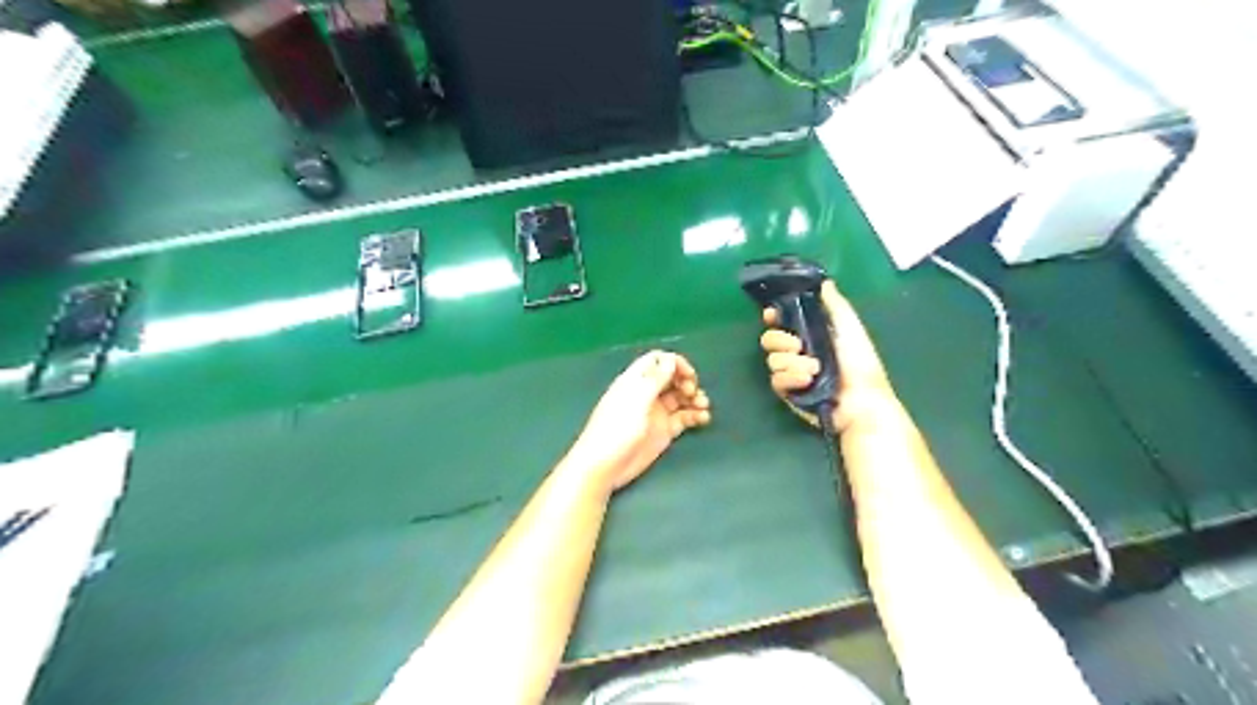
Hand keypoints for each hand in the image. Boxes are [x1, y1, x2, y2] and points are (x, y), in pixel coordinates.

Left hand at [567, 351, 711, 491]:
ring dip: (695, 398)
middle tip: (692, 393)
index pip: (658, 361)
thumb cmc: (617, 429)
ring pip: (681, 398)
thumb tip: (670, 360)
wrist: (604, 466)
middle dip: (687, 381)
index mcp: (636, 381)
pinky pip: (684, 418)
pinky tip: (704, 419)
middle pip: (672, 378)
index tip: (688, 375)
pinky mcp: (663, 431)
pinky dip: (695, 415)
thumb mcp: (636, 400)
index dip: (675, 363)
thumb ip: (655, 380)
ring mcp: (656, 412)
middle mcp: (647, 393)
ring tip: (703, 407)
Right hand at [761, 278, 897, 432]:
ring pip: (773, 360)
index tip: (772, 314)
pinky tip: (807, 381)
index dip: (773, 316)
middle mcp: (798, 352)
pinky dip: (791, 379)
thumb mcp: (850, 328)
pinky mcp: (789, 392)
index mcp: (811, 334)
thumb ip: (835, 305)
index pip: (782, 321)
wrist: (862, 401)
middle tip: (798, 345)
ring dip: (793, 363)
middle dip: (780, 340)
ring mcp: (792, 373)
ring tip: (814, 370)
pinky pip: (776, 380)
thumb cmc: (860, 363)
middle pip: (769, 339)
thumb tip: (824, 282)